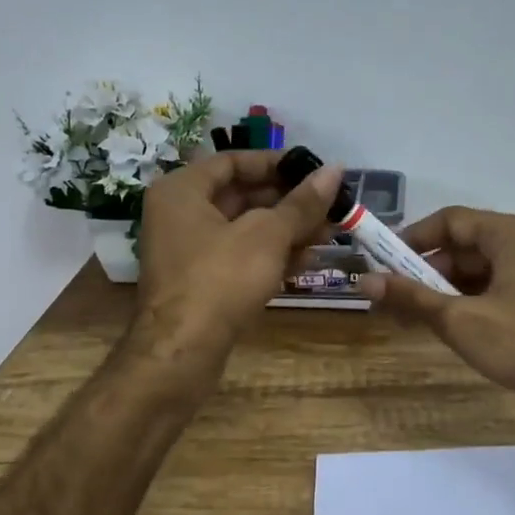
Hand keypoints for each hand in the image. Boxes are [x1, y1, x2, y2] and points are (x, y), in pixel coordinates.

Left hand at [133, 149, 343, 369]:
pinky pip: (240, 257)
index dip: (276, 163)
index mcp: (182, 190)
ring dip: (287, 230)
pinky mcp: (201, 283)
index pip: (233, 161)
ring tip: (330, 234)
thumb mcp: (267, 235)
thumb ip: (301, 203)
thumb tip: (335, 170)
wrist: (182, 353)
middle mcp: (179, 215)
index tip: (314, 171)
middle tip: (330, 206)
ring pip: (245, 230)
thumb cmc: (220, 279)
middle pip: (241, 196)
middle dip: (289, 202)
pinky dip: (271, 255)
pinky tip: (307, 261)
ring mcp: (189, 252)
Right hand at [361, 207, 514, 429]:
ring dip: (448, 287)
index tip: (383, 260)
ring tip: (417, 314)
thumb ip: (411, 297)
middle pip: (466, 243)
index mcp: (511, 233)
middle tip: (396, 295)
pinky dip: (473, 297)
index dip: (412, 238)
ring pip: (483, 266)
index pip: (450, 221)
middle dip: (427, 269)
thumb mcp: (460, 320)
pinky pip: (501, 283)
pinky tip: (453, 322)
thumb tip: (364, 281)